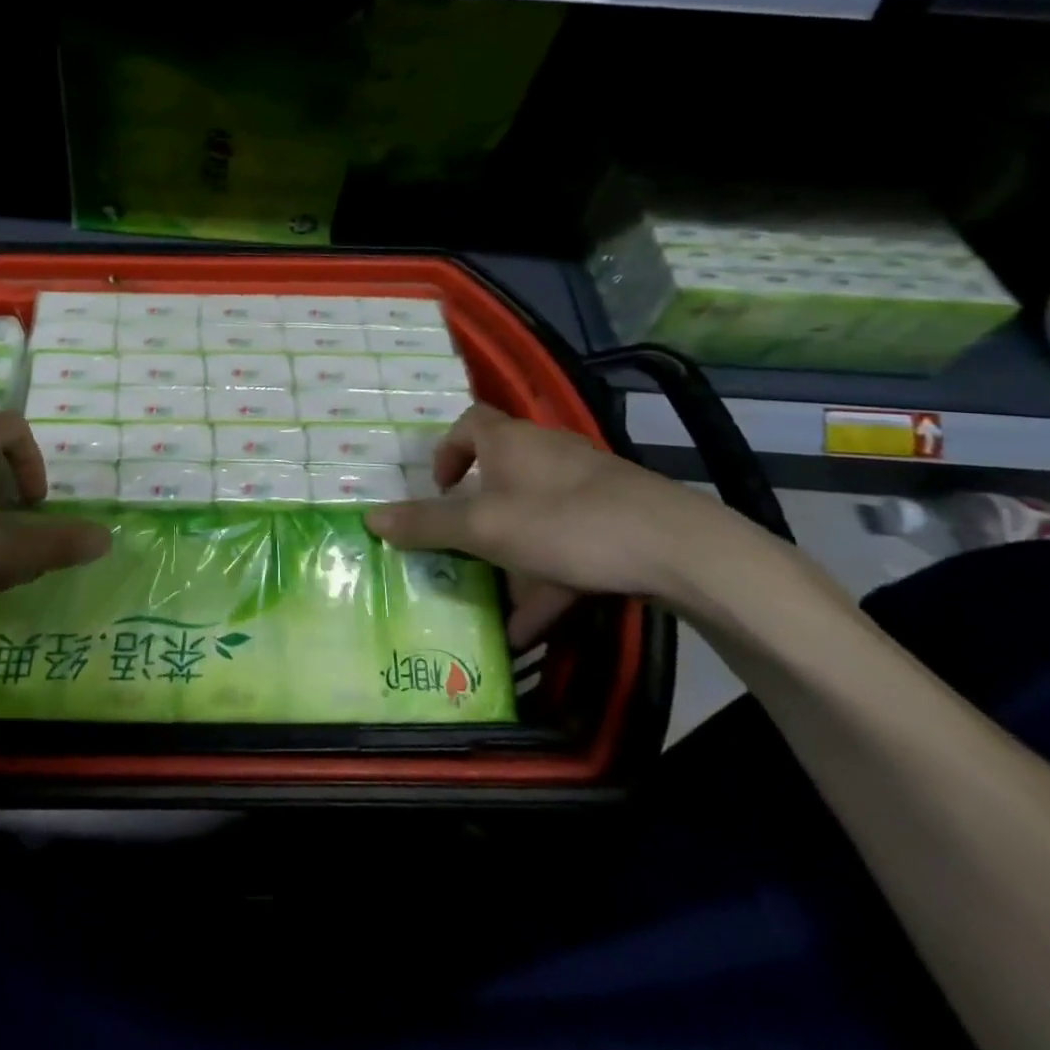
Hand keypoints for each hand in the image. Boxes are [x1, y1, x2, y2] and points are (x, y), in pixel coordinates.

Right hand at [366, 403, 758, 645]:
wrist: (679, 548)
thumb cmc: (564, 523)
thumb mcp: (483, 529)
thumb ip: (426, 525)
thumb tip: (370, 517)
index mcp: (510, 442)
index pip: (468, 423)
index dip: (446, 451)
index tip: (439, 488)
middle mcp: (546, 453)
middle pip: (500, 475)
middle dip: (477, 516)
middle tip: (461, 548)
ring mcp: (586, 486)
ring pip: (533, 517)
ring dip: (510, 558)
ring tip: (496, 604)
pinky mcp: (617, 517)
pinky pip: (567, 543)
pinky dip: (547, 577)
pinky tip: (536, 625)